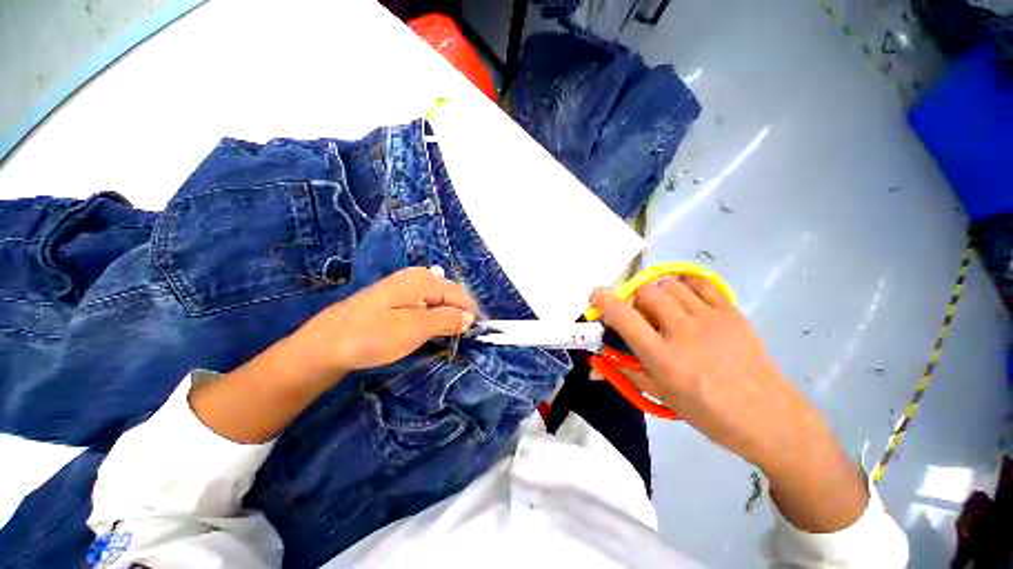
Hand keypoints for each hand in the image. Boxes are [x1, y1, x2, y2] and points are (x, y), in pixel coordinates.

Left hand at [297, 267, 477, 375]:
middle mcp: (416, 276)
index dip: (470, 313)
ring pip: (437, 300)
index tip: (472, 335)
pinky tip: (426, 329)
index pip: (460, 293)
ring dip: (444, 317)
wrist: (325, 345)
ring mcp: (404, 286)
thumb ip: (448, 319)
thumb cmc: (374, 335)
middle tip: (456, 338)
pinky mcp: (394, 298)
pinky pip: (424, 304)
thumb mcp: (417, 328)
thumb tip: (470, 318)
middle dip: (457, 315)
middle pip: (449, 294)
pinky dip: (431, 317)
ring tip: (443, 336)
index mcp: (424, 280)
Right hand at [590, 278, 867, 531]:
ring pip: (669, 284)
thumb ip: (626, 372)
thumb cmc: (709, 413)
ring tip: (664, 310)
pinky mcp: (730, 312)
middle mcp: (682, 331)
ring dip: (657, 294)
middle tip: (641, 316)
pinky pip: (699, 283)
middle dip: (635, 301)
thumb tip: (593, 366)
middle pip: (647, 292)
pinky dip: (684, 286)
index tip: (595, 297)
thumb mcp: (661, 397)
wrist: (769, 417)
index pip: (624, 317)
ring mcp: (709, 318)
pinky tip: (685, 301)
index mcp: (663, 358)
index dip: (603, 300)